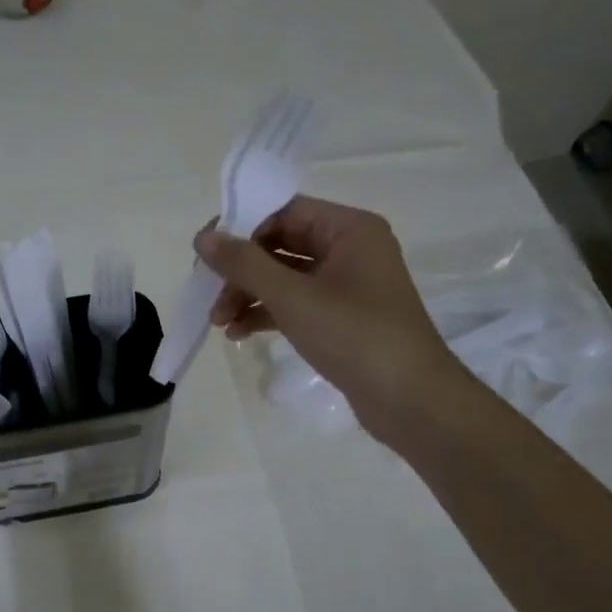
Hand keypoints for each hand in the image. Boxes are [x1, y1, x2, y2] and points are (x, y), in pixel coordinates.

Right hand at [196, 196, 463, 443]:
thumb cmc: (354, 336)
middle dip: (241, 270)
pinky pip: (295, 303)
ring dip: (248, 295)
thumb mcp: (293, 297)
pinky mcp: (341, 318)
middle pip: (281, 245)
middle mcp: (350, 249)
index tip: (205, 255)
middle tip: (208, 294)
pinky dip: (267, 313)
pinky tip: (239, 333)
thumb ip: (244, 264)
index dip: (241, 229)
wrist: (409, 400)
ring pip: (284, 277)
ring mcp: (347, 285)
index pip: (284, 211)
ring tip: (219, 322)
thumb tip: (202, 238)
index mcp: (349, 229)